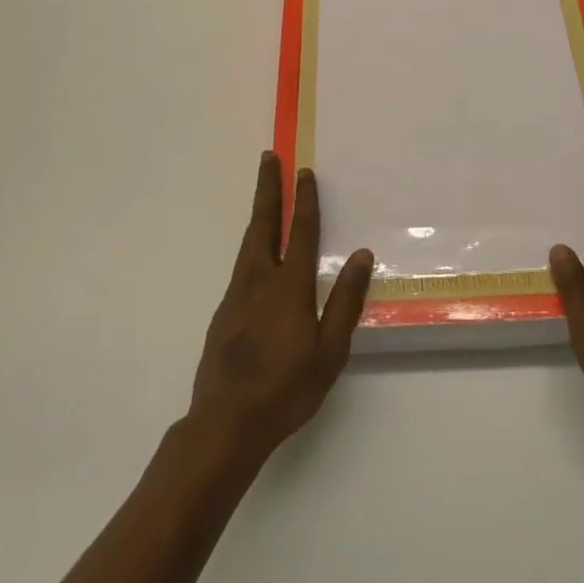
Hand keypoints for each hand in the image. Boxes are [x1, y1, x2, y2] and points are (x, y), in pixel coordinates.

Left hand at [188, 153, 373, 466]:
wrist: (225, 425)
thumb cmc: (286, 389)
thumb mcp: (329, 351)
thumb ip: (345, 301)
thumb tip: (360, 254)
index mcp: (289, 287)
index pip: (299, 233)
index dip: (304, 201)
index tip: (304, 172)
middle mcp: (258, 281)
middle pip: (263, 224)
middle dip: (268, 189)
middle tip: (269, 157)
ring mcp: (236, 296)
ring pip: (248, 243)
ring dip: (259, 213)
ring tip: (265, 195)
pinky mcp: (223, 313)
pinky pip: (241, 265)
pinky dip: (252, 243)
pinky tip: (257, 254)